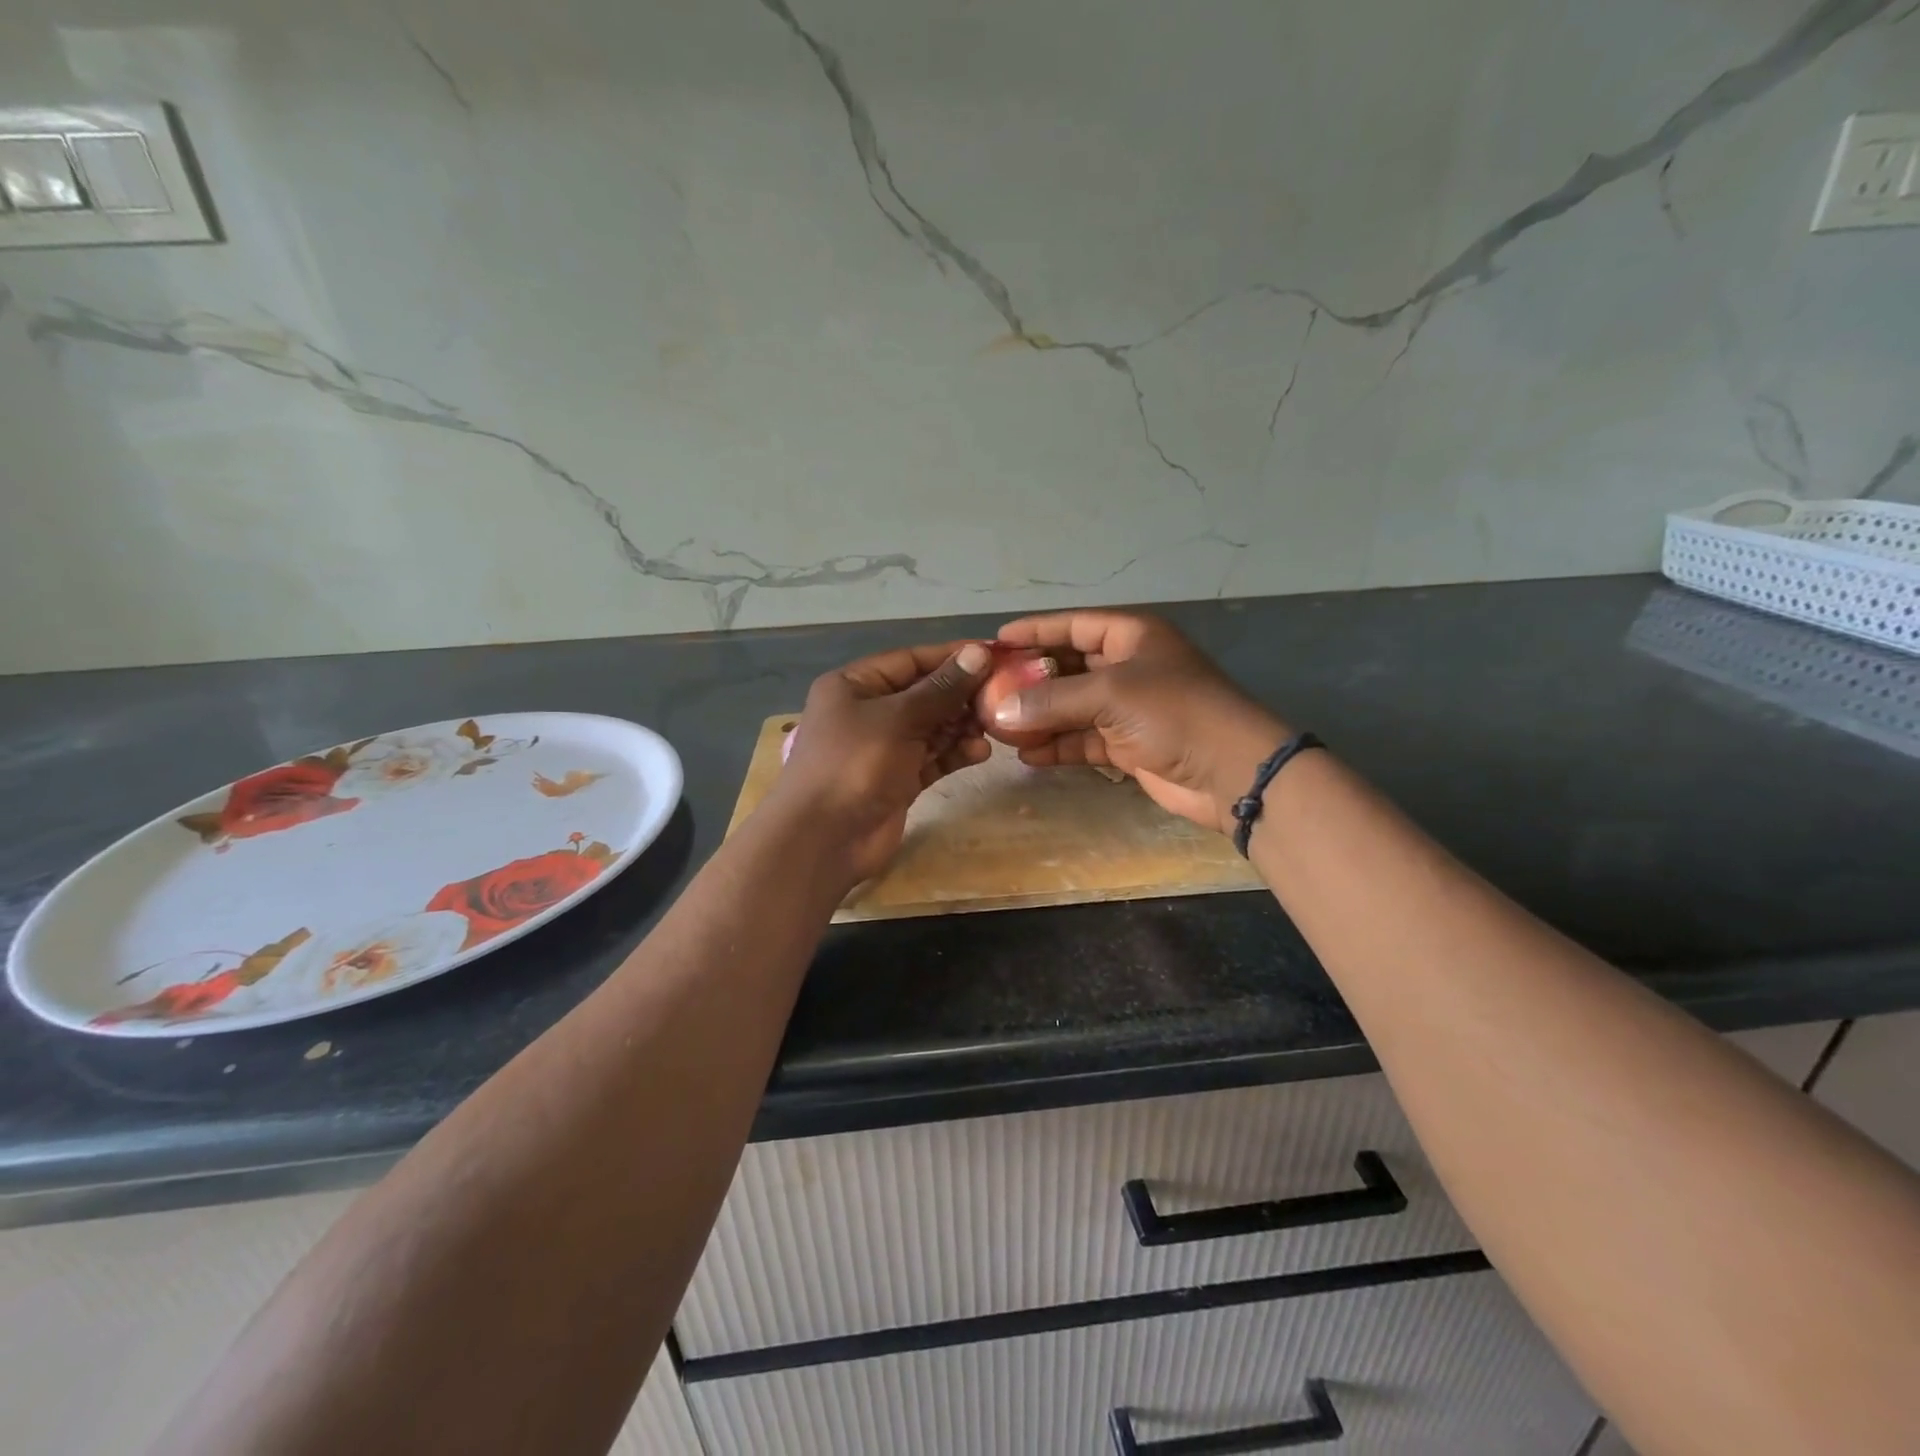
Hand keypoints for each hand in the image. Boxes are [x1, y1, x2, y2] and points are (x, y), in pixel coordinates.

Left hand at [768, 641, 993, 882]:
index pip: (910, 660)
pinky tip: (980, 752)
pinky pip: (932, 758)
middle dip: (961, 695)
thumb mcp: (898, 718)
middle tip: (1002, 696)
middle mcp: (868, 712)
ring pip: (931, 727)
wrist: (823, 839)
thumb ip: (941, 688)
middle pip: (923, 694)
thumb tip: (978, 652)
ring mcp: (883, 748)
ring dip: (961, 726)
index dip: (951, 656)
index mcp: (854, 685)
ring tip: (993, 726)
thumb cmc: (854, 764)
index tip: (994, 655)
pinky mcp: (898, 779)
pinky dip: (954, 753)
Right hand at [989, 611, 1289, 832]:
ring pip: (1072, 707)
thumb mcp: (1109, 695)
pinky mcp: (1128, 745)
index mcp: (1131, 637)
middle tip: (989, 690)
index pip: (1073, 626)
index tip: (996, 640)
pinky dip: (1058, 746)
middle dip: (1031, 680)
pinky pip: (1083, 740)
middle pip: (1069, 667)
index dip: (1035, 631)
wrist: (1230, 770)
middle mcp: (1128, 667)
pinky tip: (1027, 755)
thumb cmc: (1173, 713)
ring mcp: (1128, 709)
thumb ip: (1052, 700)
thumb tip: (1000, 710)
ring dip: (1040, 717)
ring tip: (999, 726)